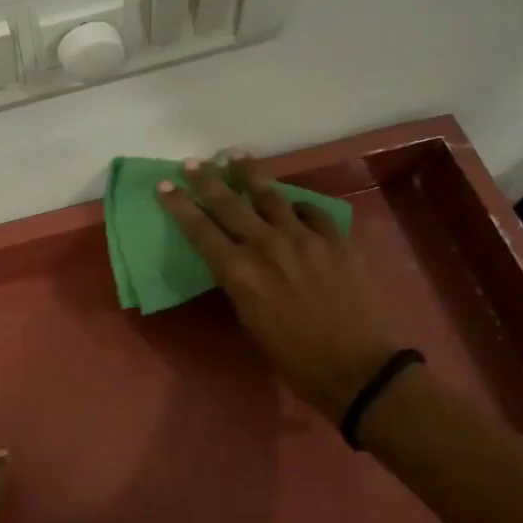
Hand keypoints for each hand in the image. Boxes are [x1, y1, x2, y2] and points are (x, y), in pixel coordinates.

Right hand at [159, 151, 401, 421]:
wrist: (358, 367)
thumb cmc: (295, 360)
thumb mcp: (251, 324)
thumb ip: (240, 286)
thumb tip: (237, 264)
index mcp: (240, 272)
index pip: (200, 230)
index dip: (180, 206)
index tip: (164, 185)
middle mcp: (267, 245)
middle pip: (230, 204)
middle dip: (207, 180)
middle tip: (193, 162)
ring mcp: (304, 237)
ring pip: (271, 196)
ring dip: (250, 174)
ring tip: (236, 156)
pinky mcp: (335, 238)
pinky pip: (311, 212)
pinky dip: (296, 205)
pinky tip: (292, 202)